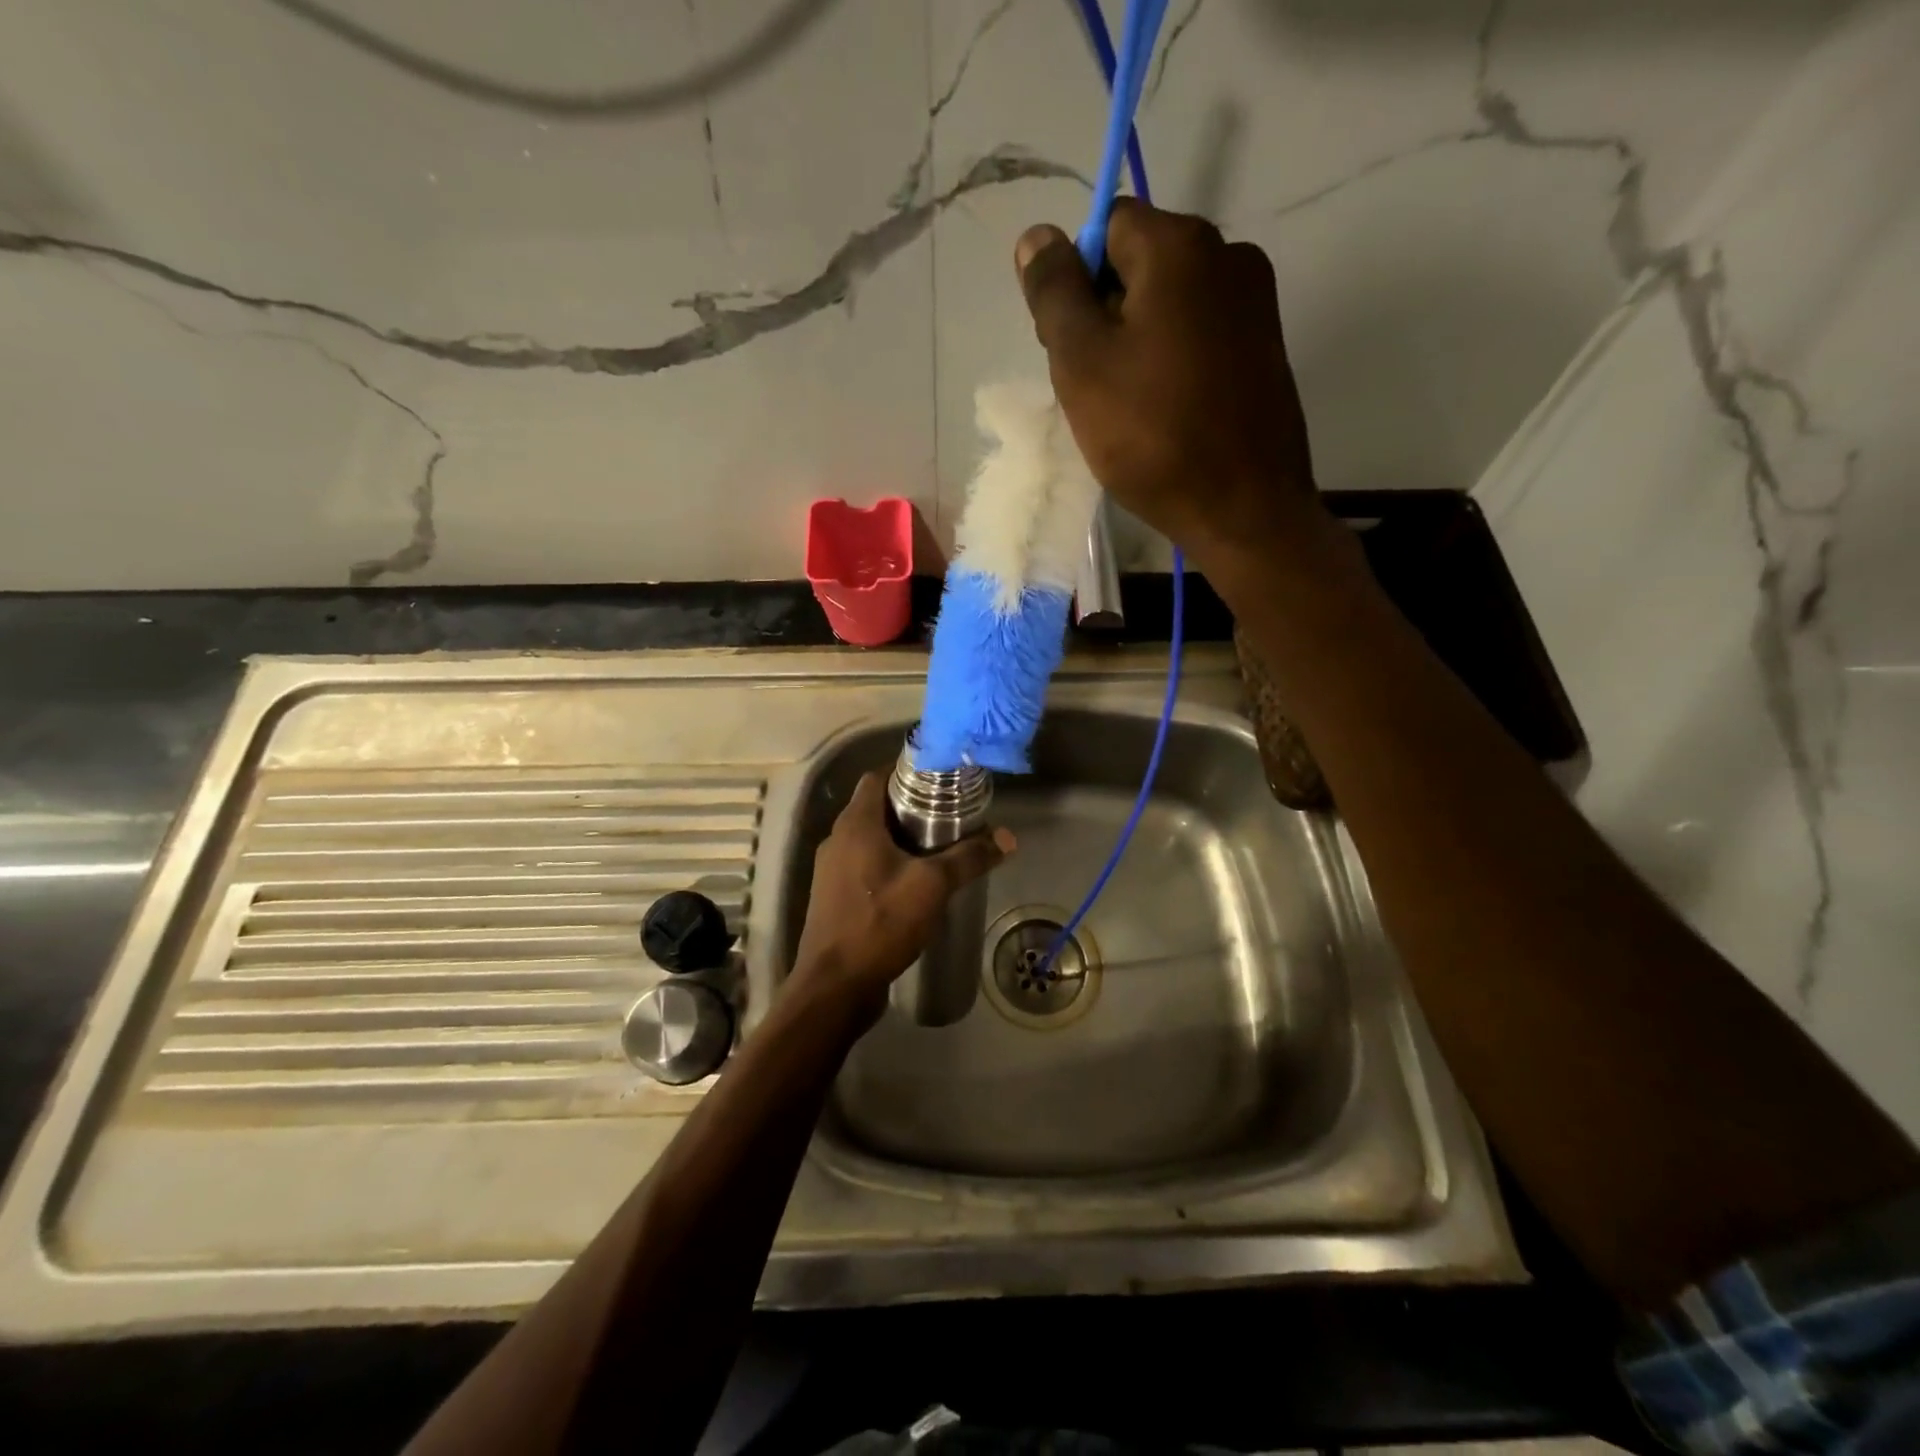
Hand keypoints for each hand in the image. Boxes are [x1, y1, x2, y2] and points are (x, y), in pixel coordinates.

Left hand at [790, 772, 1013, 1016]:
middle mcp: (838, 839)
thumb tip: (1008, 838)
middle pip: (875, 807)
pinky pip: (864, 865)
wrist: (834, 987)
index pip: (877, 777)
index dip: (907, 771)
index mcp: (855, 824)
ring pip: (870, 838)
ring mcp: (832, 870)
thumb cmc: (880, 923)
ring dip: (900, 837)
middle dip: (911, 806)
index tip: (940, 779)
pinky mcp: (834, 896)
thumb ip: (969, 858)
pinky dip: (888, 863)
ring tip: (939, 846)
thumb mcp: (932, 886)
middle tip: (949, 813)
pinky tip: (916, 882)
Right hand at [1015, 200, 1319, 572]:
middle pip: (1139, 264)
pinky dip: (1171, 362)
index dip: (1074, 282)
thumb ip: (1054, 293)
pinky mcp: (1264, 348)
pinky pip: (1198, 336)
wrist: (1242, 507)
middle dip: (1104, 314)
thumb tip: (1037, 236)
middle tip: (1094, 386)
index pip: (1105, 227)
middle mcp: (1229, 254)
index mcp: (1181, 245)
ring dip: (1135, 343)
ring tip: (1128, 407)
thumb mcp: (1082, 362)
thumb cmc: (1151, 433)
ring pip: (1168, 305)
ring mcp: (1255, 303)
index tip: (1070, 348)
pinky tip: (1163, 411)